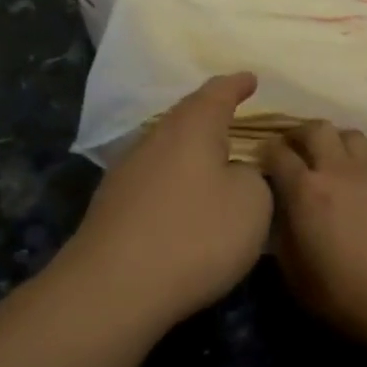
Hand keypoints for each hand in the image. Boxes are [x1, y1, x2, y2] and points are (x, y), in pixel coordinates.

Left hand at [63, 73, 273, 331]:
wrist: (113, 288)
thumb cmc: (195, 235)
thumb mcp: (251, 204)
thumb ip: (253, 178)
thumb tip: (235, 173)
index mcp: (193, 127)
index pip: (218, 92)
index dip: (237, 85)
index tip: (251, 78)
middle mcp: (157, 138)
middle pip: (187, 115)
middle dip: (210, 112)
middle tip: (233, 112)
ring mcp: (128, 171)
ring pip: (167, 146)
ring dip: (190, 148)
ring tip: (213, 156)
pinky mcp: (113, 205)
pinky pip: (154, 176)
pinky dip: (175, 178)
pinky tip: (183, 197)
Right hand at [260, 122, 366, 353]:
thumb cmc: (352, 296)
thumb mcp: (299, 280)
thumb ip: (284, 241)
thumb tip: (282, 218)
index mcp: (306, 191)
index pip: (277, 153)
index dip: (266, 152)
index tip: (263, 160)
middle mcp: (338, 168)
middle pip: (315, 129)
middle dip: (299, 134)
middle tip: (296, 150)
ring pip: (350, 134)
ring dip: (336, 142)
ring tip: (333, 160)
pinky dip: (366, 161)